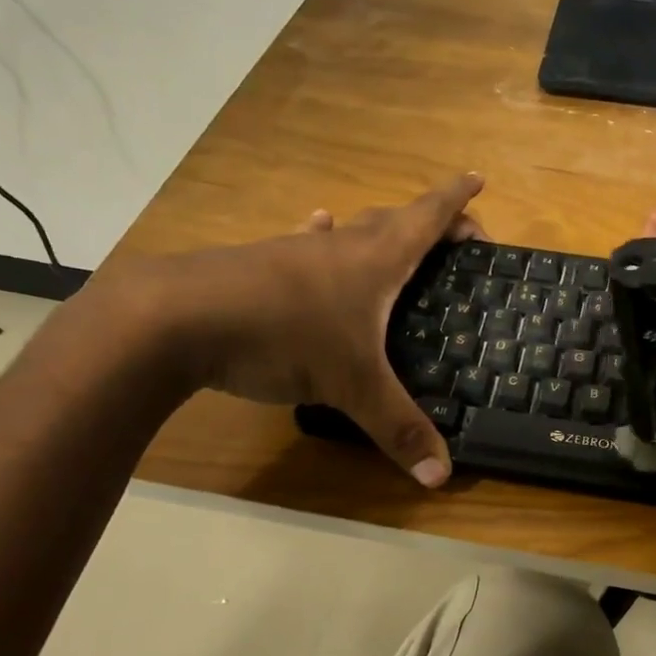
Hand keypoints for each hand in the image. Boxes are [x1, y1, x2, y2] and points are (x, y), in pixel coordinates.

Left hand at [113, 174, 484, 487]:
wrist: (176, 317)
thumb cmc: (284, 336)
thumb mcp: (351, 387)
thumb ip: (398, 429)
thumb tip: (441, 478)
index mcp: (376, 260)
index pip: (427, 217)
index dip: (457, 199)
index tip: (479, 178)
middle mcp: (340, 246)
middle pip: (394, 220)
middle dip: (429, 220)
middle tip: (453, 235)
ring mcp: (296, 252)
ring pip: (349, 231)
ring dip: (377, 230)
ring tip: (392, 239)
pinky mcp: (260, 265)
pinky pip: (304, 245)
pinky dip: (320, 239)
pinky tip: (313, 237)